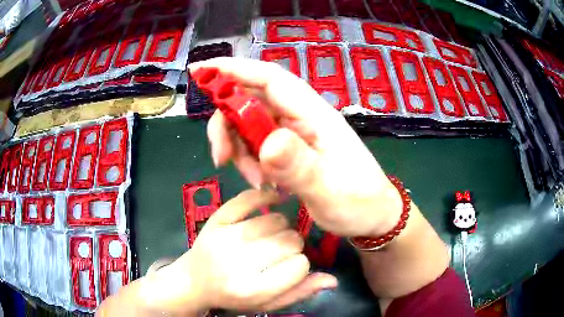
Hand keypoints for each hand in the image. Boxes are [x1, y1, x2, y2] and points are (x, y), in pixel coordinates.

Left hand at [138, 189, 336, 313]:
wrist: (194, 281)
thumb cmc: (233, 297)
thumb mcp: (265, 304)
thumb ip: (298, 293)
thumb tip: (333, 280)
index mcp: (252, 289)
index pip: (299, 267)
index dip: (302, 265)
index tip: (292, 267)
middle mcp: (237, 263)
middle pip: (289, 241)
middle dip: (294, 246)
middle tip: (282, 252)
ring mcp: (224, 237)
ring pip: (275, 220)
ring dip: (282, 227)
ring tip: (273, 236)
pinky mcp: (216, 220)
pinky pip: (247, 199)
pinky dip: (265, 196)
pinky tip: (274, 199)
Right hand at [190, 58, 402, 236]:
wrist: (375, 218)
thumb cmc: (359, 203)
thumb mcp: (329, 191)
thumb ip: (299, 168)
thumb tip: (267, 143)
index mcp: (315, 116)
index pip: (270, 79)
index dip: (234, 70)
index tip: (201, 70)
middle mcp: (303, 118)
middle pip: (252, 101)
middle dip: (228, 124)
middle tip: (222, 158)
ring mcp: (297, 134)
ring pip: (251, 125)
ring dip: (240, 149)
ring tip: (252, 180)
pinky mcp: (293, 150)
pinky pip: (259, 145)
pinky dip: (251, 161)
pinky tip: (261, 182)